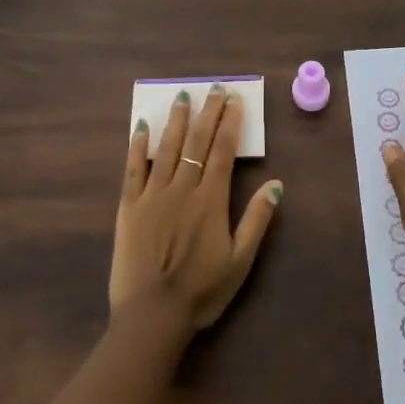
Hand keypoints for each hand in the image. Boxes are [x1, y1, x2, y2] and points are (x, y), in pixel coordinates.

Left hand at [112, 84, 281, 333]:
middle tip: (214, 88)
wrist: (152, 315)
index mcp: (211, 200)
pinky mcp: (128, 207)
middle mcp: (182, 189)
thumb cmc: (201, 291)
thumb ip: (257, 220)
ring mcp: (152, 195)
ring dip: (176, 121)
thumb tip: (276, 184)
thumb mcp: (241, 260)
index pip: (222, 152)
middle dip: (207, 113)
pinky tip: (142, 127)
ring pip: (166, 149)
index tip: (235, 100)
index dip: (230, 124)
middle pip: (196, 142)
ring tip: (183, 97)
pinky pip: (132, 169)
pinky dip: (137, 146)